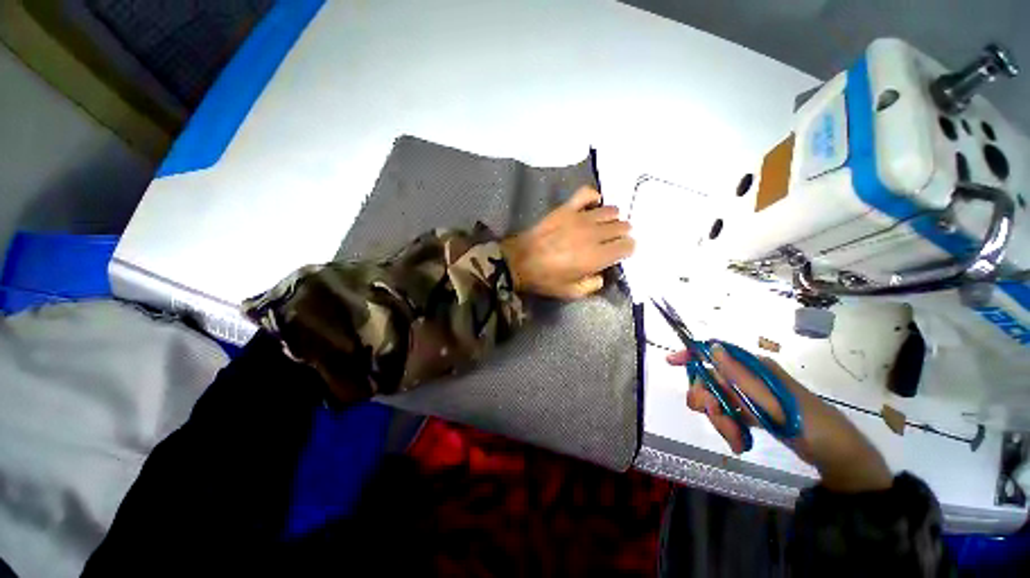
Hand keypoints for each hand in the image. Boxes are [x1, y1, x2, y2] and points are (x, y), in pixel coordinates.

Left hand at [500, 187, 633, 298]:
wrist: (519, 262)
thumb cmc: (545, 279)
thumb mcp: (571, 292)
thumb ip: (592, 285)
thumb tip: (601, 274)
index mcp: (597, 257)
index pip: (627, 246)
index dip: (627, 249)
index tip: (620, 252)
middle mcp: (594, 234)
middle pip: (621, 227)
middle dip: (621, 234)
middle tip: (611, 240)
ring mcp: (580, 218)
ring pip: (610, 210)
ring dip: (612, 218)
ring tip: (604, 225)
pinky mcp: (566, 209)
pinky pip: (586, 194)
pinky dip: (594, 197)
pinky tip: (593, 205)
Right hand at [667, 347, 892, 492]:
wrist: (836, 456)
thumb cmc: (808, 424)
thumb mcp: (773, 402)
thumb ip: (740, 376)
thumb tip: (712, 347)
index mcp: (754, 367)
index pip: (716, 353)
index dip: (691, 355)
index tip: (671, 362)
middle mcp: (749, 378)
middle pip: (711, 382)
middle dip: (709, 403)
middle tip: (721, 421)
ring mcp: (750, 395)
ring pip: (717, 401)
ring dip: (720, 421)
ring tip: (737, 440)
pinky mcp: (752, 412)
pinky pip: (728, 415)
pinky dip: (729, 429)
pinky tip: (740, 443)